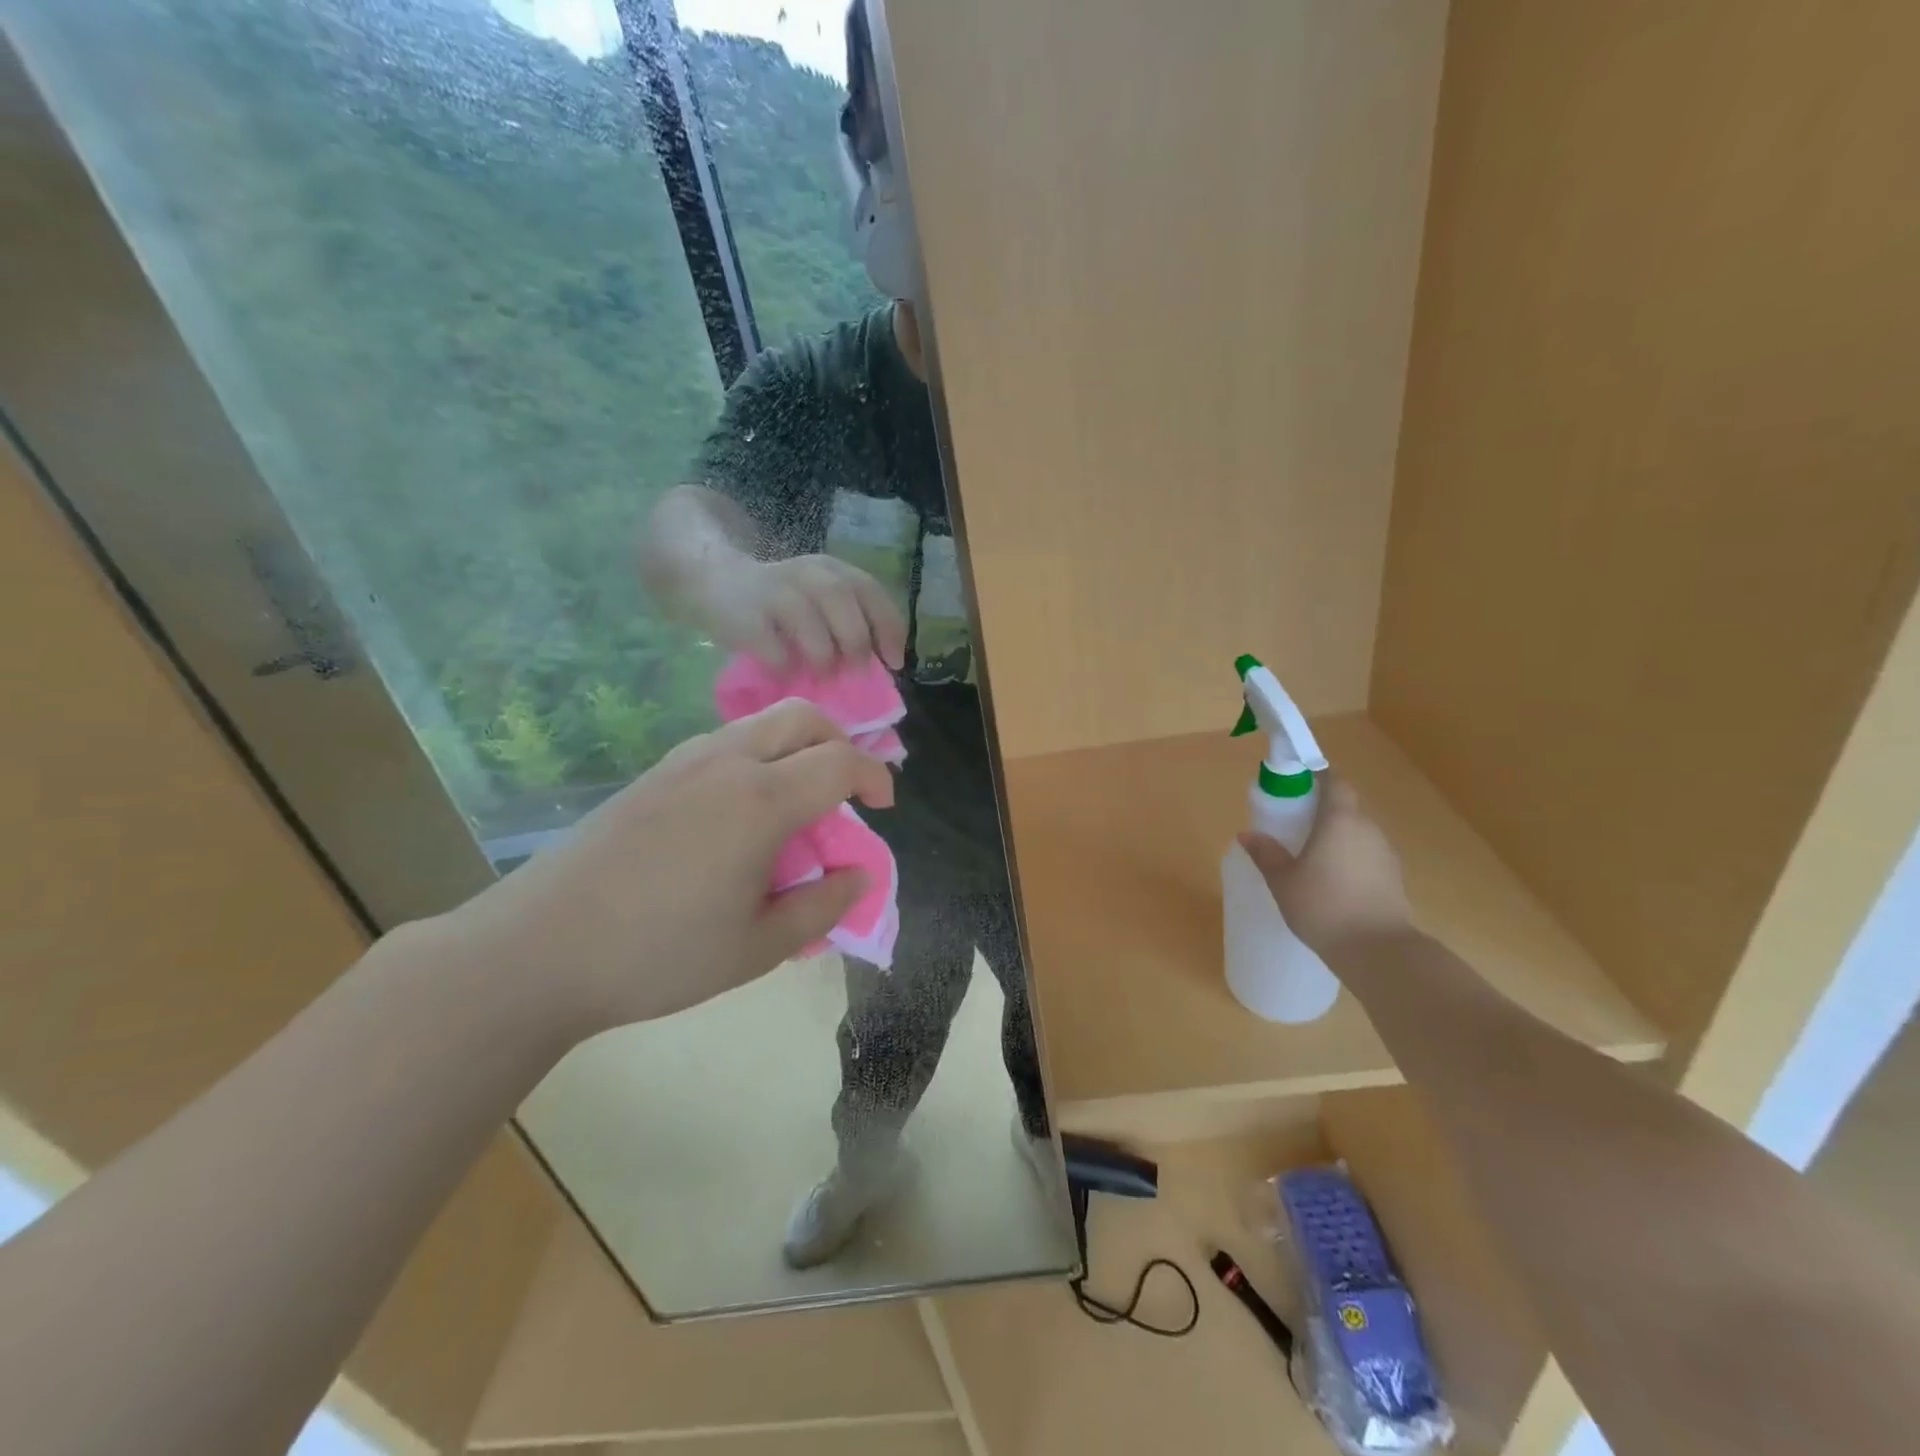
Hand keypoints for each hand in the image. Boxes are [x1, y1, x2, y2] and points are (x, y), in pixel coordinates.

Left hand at [436, 700, 894, 1039]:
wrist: (537, 949)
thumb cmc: (659, 954)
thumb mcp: (758, 947)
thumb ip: (822, 907)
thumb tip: (859, 875)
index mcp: (761, 800)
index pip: (840, 761)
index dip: (875, 776)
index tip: (883, 806)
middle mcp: (727, 762)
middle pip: (803, 717)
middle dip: (840, 741)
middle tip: (846, 788)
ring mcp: (684, 762)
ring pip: (760, 724)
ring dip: (796, 747)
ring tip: (796, 804)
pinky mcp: (653, 774)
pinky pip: (724, 743)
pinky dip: (757, 757)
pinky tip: (742, 812)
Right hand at [696, 554, 907, 671]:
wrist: (712, 579)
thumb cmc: (778, 604)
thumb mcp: (816, 601)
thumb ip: (846, 623)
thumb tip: (878, 670)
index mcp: (831, 570)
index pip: (869, 589)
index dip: (887, 626)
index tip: (893, 662)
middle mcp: (804, 573)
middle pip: (840, 597)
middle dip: (856, 639)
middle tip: (858, 671)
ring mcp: (771, 591)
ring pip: (806, 618)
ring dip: (822, 653)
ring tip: (822, 675)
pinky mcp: (742, 615)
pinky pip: (770, 644)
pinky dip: (784, 664)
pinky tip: (787, 675)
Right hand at [1239, 774, 1411, 956]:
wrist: (1378, 951)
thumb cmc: (1323, 906)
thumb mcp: (1283, 881)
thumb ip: (1266, 853)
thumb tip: (1247, 834)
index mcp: (1340, 820)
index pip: (1335, 782)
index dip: (1318, 776)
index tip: (1297, 783)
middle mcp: (1367, 828)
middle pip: (1347, 805)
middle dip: (1322, 808)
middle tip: (1295, 822)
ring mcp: (1385, 853)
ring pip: (1358, 831)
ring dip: (1337, 834)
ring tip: (1311, 854)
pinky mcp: (1393, 877)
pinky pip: (1367, 854)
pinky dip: (1349, 856)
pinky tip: (1332, 879)